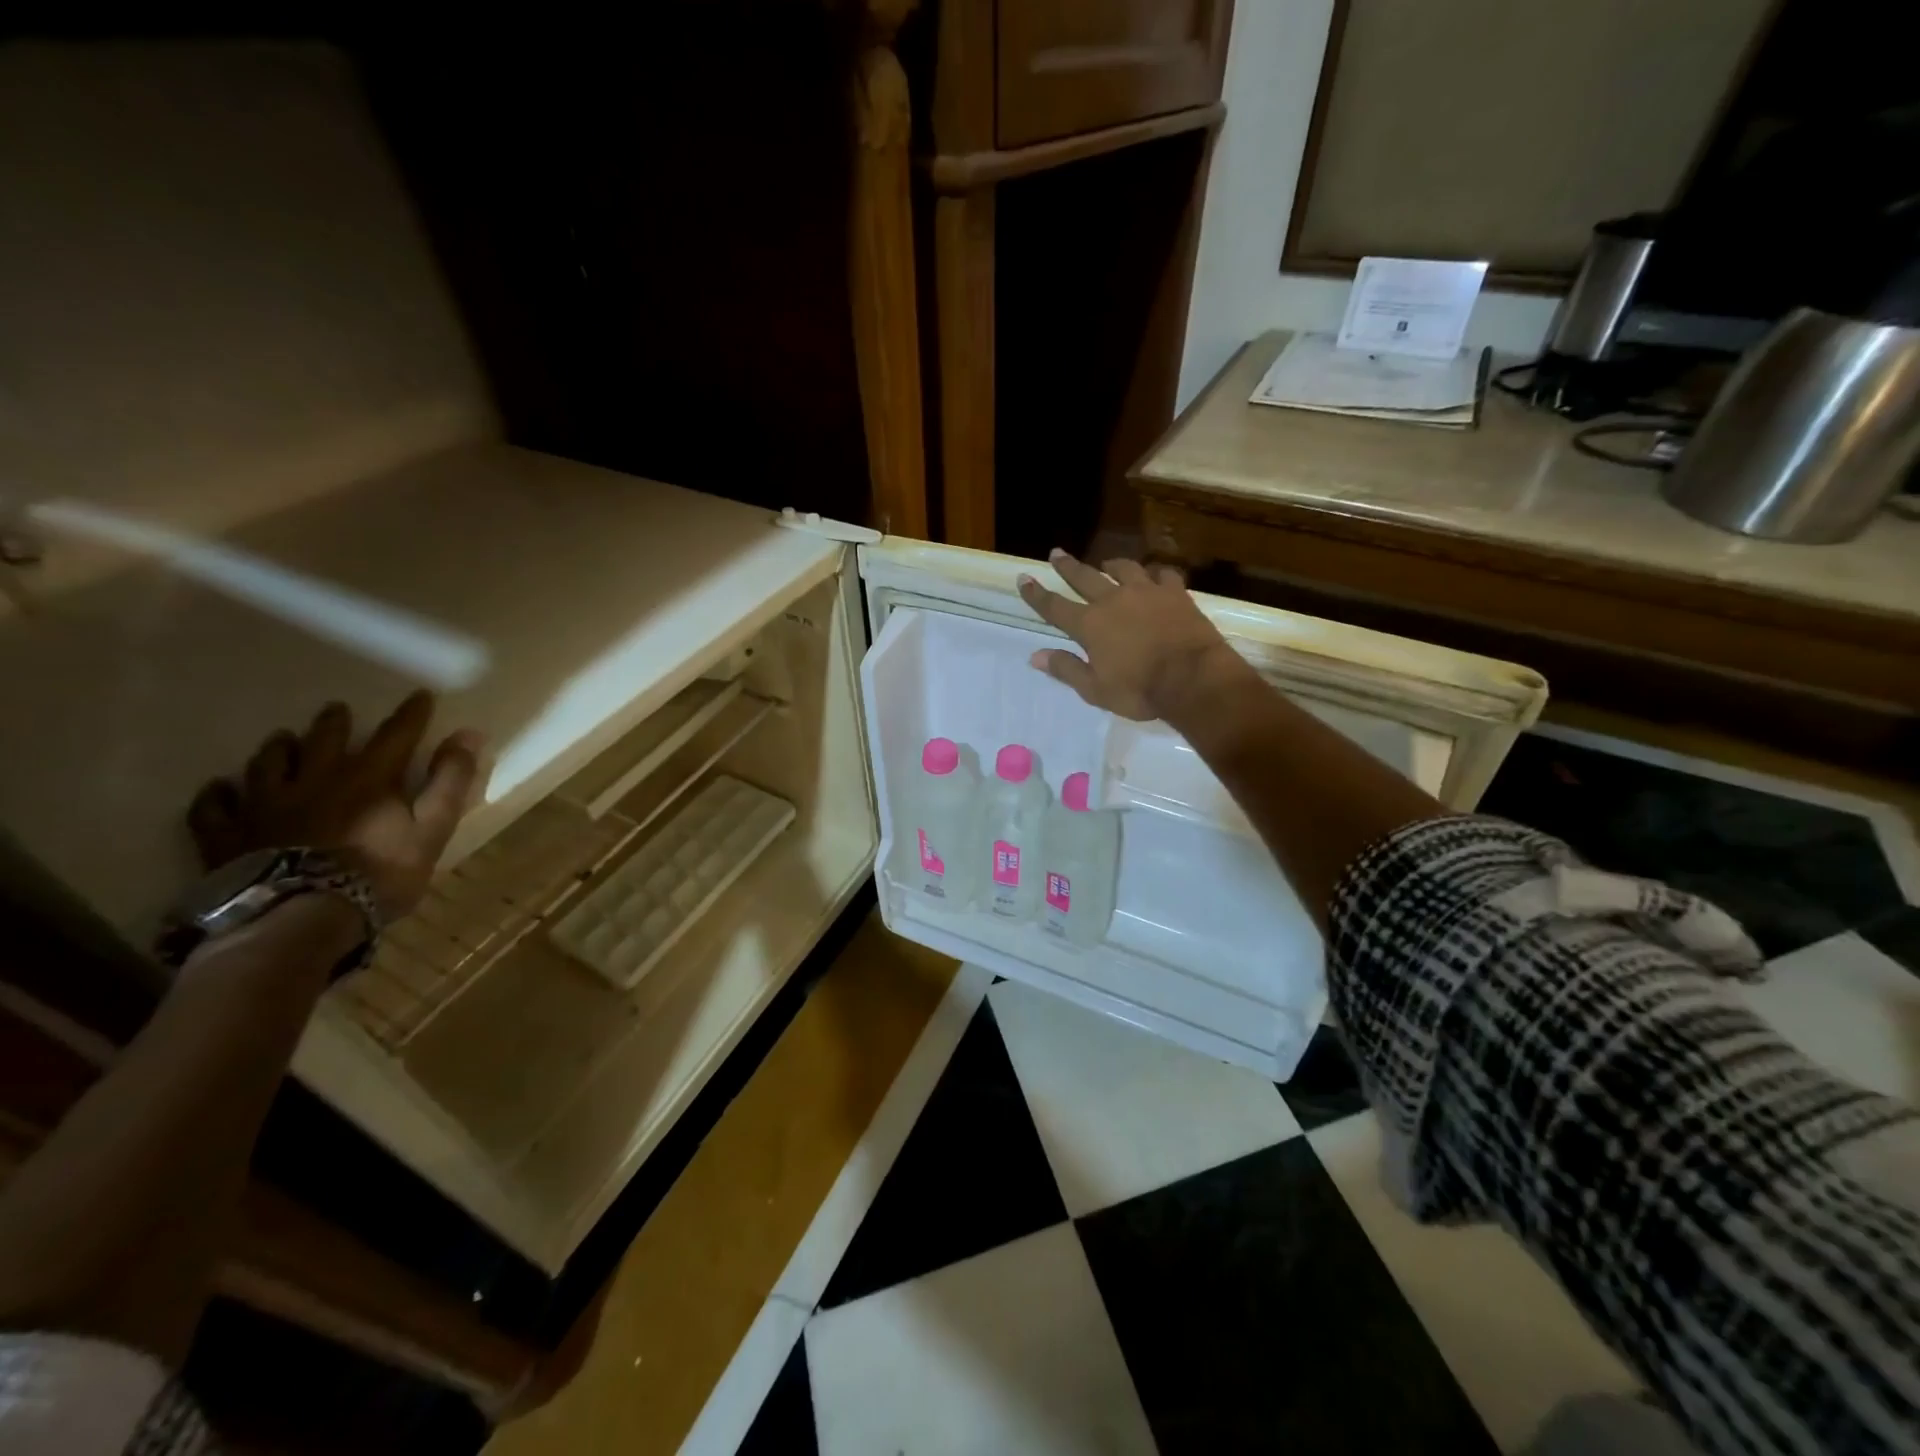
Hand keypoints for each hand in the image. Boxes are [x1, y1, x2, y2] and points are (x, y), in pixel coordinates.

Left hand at [187, 691, 484, 921]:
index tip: (421, 696)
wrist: (299, 918)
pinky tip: (220, 788)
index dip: (411, 714)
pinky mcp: (227, 836)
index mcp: (367, 778)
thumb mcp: (432, 828)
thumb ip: (450, 781)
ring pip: (267, 764)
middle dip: (334, 723)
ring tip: (282, 739)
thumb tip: (469, 734)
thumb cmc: (378, 874)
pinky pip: (213, 808)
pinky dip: (217, 795)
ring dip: (278, 749)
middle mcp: (313, 780)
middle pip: (323, 741)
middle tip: (337, 710)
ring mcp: (264, 806)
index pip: (396, 735)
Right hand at [1016, 550, 1247, 721]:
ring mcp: (1146, 592)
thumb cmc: (1140, 690)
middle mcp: (1113, 600)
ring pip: (1124, 568)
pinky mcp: (1176, 592)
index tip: (1023, 578)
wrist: (1193, 678)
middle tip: (1056, 553)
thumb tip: (1035, 656)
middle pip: (1084, 577)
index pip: (1054, 607)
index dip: (1036, 594)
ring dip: (1111, 565)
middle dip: (1067, 566)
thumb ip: (1066, 669)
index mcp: (1089, 625)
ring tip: (1106, 564)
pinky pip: (1164, 574)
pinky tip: (1155, 575)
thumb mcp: (1095, 689)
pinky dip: (1156, 573)